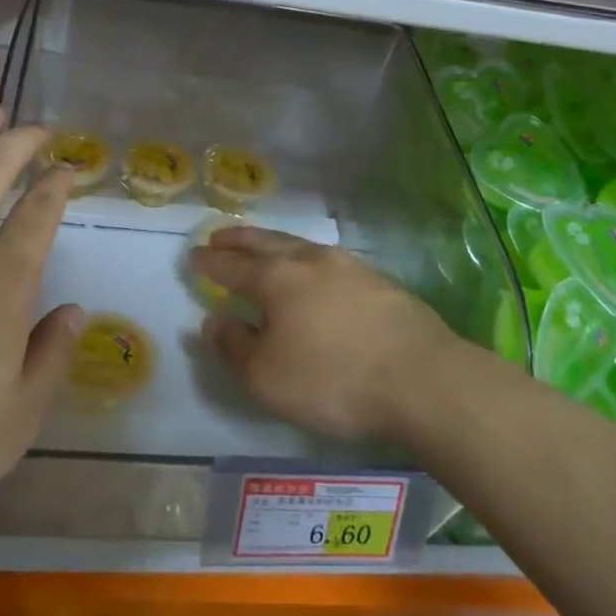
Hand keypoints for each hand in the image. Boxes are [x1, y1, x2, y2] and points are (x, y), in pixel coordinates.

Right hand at [191, 227, 459, 443]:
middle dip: (239, 239)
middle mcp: (310, 261)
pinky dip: (307, 259)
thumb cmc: (333, 380)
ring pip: (300, 245)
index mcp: (277, 279)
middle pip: (266, 243)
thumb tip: (214, 321)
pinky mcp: (379, 281)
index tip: (194, 256)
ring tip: (263, 246)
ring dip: (274, 243)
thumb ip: (234, 347)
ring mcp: (349, 267)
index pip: (233, 266)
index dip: (210, 263)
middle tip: (220, 235)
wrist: (422, 378)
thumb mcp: (267, 379)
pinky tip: (314, 271)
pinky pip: (329, 261)